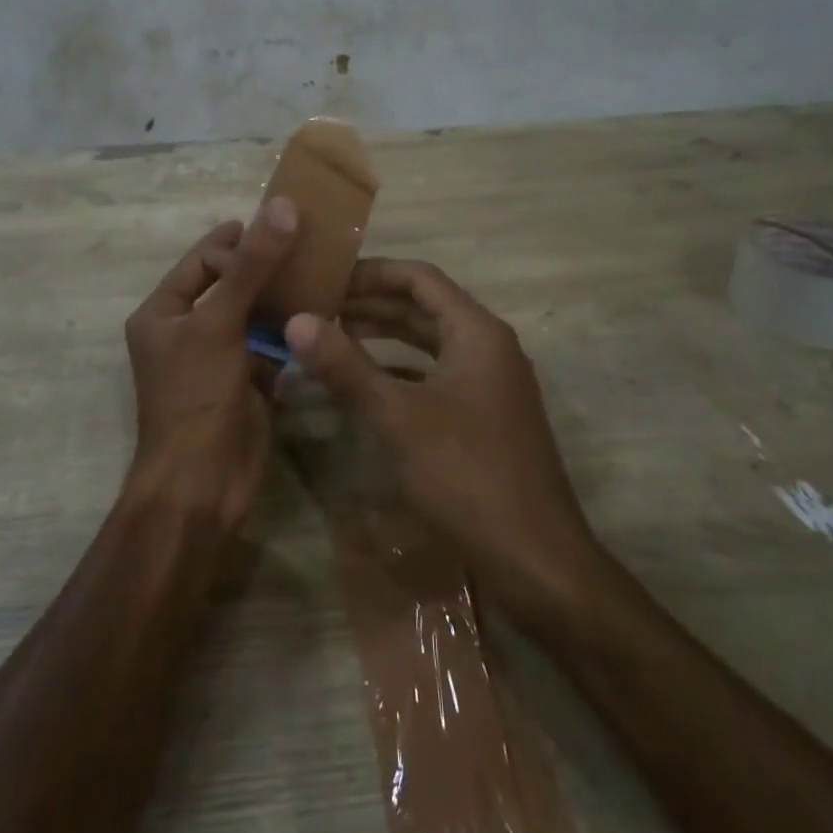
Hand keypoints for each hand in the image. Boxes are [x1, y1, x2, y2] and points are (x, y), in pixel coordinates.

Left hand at [123, 198, 298, 530]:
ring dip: (284, 296)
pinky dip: (293, 330)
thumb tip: (283, 205)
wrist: (202, 485)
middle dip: (267, 265)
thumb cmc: (196, 397)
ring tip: (323, 273)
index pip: (203, 260)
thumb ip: (252, 266)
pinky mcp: (248, 382)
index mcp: (163, 312)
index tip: (280, 230)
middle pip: (232, 283)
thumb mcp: (219, 323)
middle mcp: (188, 330)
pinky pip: (272, 344)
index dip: (238, 244)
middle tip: (310, 245)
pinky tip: (323, 313)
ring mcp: (220, 358)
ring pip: (255, 313)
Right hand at [284, 259, 599, 611]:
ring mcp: (488, 383)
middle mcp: (487, 347)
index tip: (325, 275)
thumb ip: (347, 366)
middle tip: (317, 305)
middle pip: (423, 308)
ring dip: (383, 336)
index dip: (372, 272)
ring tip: (331, 335)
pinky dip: (399, 371)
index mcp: (477, 332)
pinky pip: (434, 376)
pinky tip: (364, 381)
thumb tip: (296, 322)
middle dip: (371, 303)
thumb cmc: (468, 476)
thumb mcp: (399, 417)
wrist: (536, 560)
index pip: (420, 278)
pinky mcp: (482, 416)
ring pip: (428, 343)